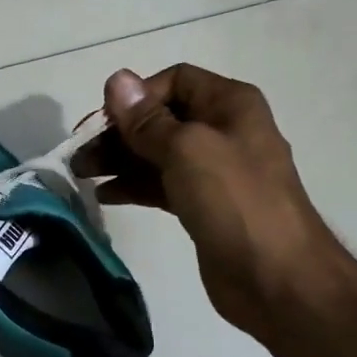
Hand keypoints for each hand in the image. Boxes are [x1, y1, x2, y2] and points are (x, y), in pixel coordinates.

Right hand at [77, 64, 350, 338]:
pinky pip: (160, 184)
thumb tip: (117, 79)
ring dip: (118, 160)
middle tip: (80, 154)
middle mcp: (222, 130)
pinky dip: (132, 185)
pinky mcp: (203, 205)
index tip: (103, 123)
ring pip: (156, 153)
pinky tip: (104, 195)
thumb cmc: (235, 202)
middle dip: (118, 132)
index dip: (136, 97)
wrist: (277, 278)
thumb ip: (147, 119)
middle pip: (160, 118)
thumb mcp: (187, 150)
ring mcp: (213, 171)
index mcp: (229, 105)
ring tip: (80, 174)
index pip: (173, 81)